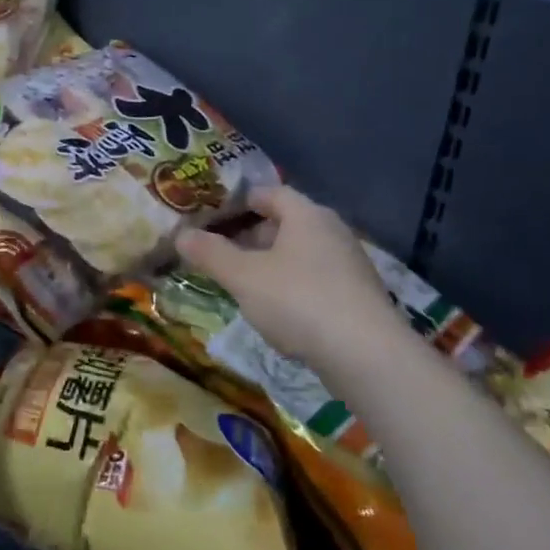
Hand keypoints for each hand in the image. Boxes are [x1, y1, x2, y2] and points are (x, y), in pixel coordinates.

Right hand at [177, 185, 405, 383]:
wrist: (368, 356)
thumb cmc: (299, 301)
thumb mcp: (244, 277)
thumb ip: (211, 254)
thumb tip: (181, 234)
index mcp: (306, 214)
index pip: (270, 193)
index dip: (241, 201)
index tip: (215, 216)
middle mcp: (332, 230)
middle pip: (287, 222)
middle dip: (253, 236)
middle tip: (223, 254)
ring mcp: (350, 263)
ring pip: (302, 253)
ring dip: (273, 264)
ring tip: (245, 285)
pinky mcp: (360, 296)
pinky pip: (318, 279)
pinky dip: (295, 286)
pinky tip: (280, 313)